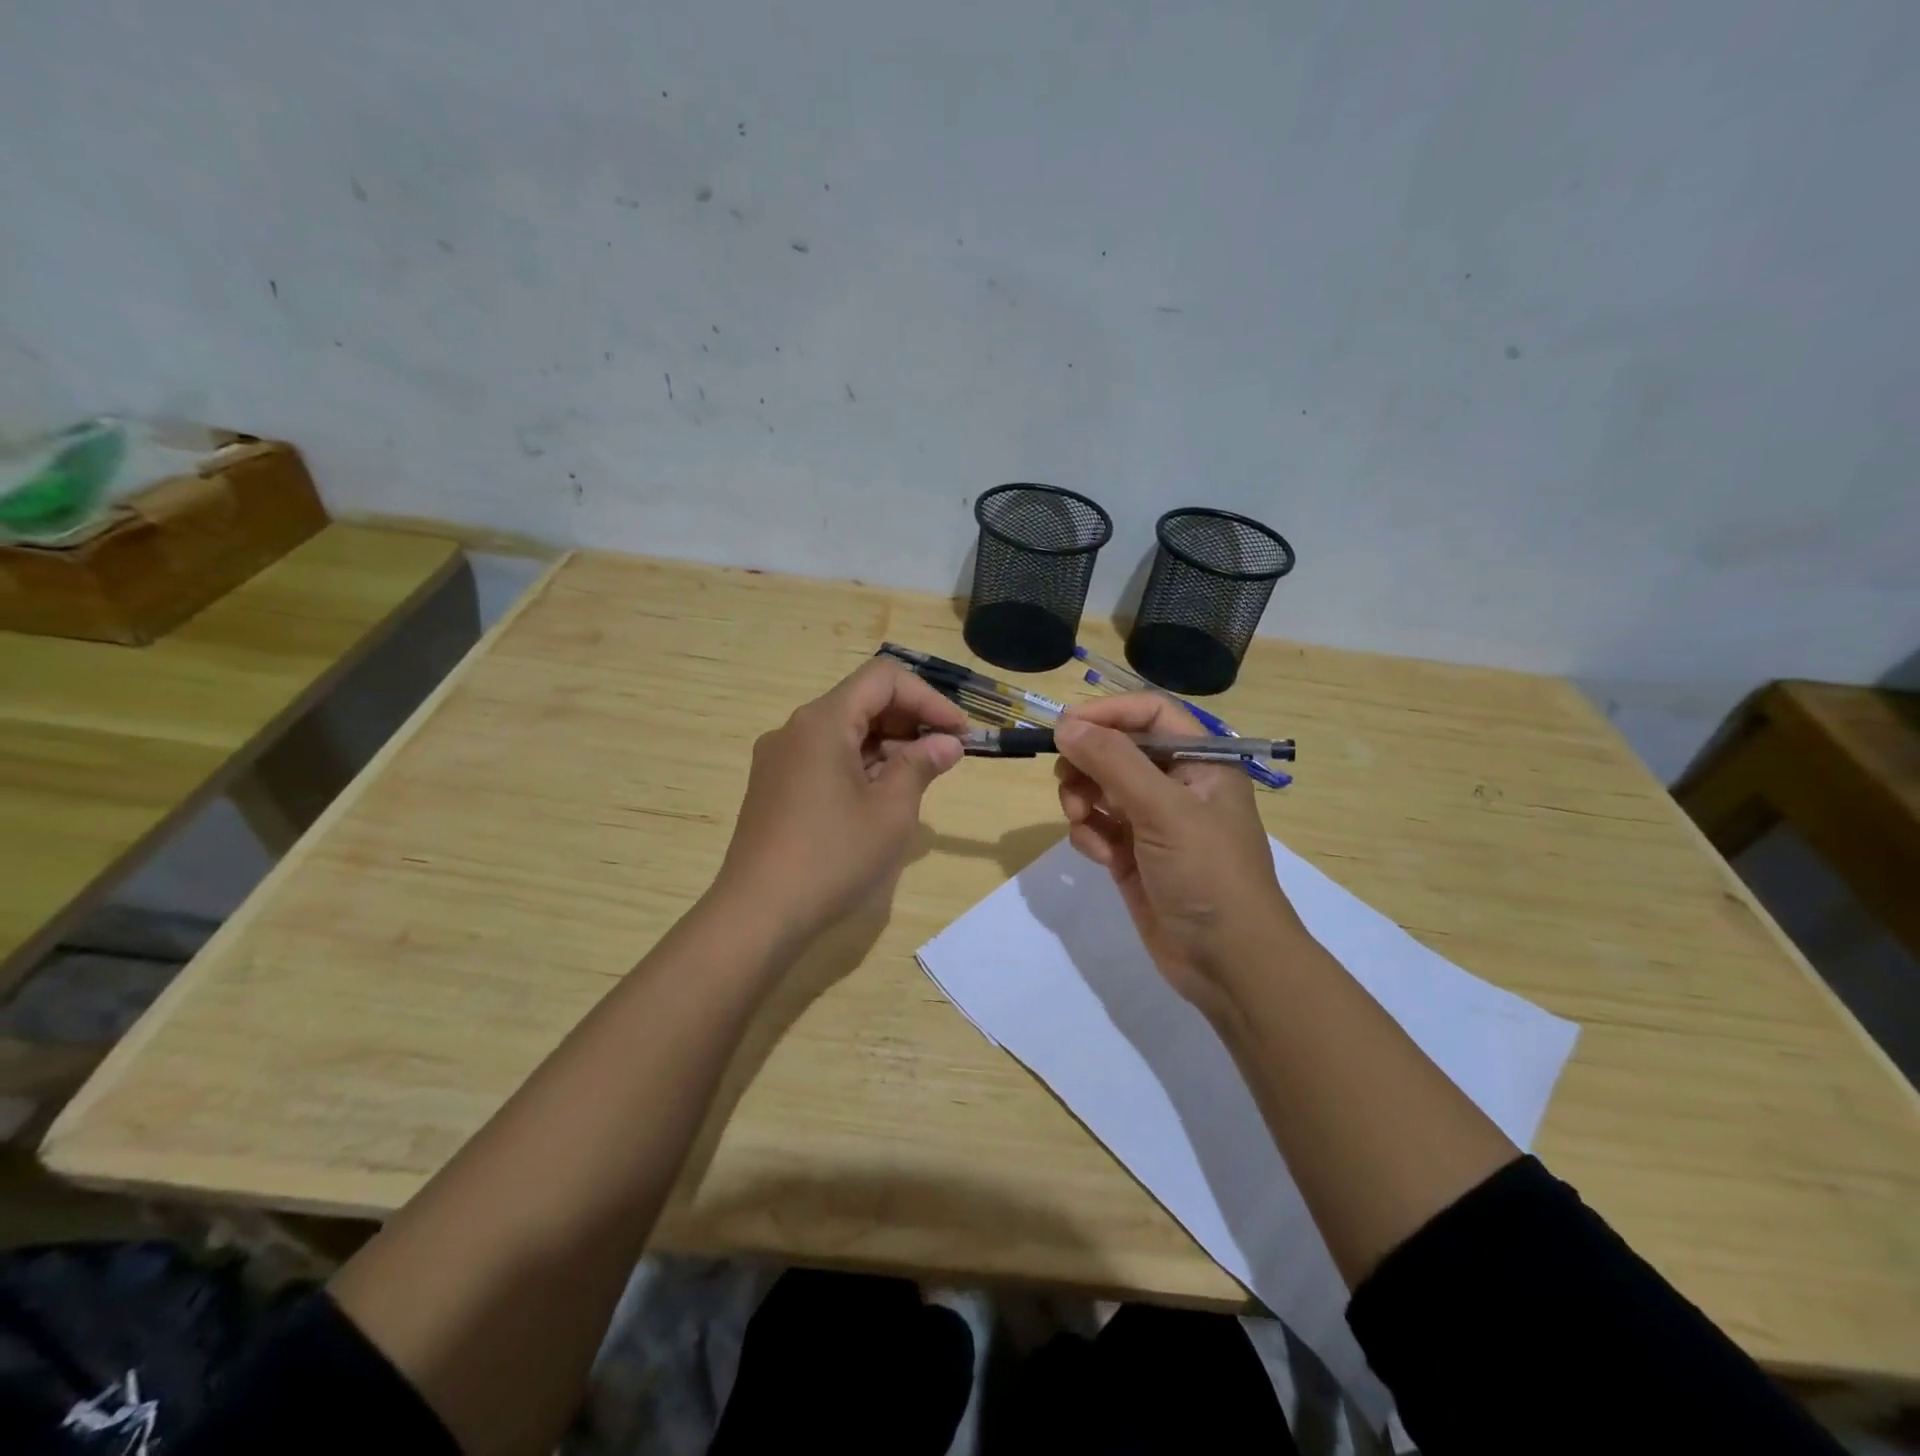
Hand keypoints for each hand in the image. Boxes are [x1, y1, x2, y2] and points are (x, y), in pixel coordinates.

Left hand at [713, 658, 967, 950]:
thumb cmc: (832, 857)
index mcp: (822, 722)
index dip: (928, 698)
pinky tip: (882, 796)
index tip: (959, 732)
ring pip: (844, 731)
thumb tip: (947, 743)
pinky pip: (825, 757)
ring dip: (888, 745)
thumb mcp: (891, 811)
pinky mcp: (774, 787)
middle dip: (910, 721)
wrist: (758, 914)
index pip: (883, 678)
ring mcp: (779, 759)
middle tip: (946, 755)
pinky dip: (860, 764)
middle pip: (861, 701)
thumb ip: (921, 766)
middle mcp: (795, 729)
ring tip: (921, 778)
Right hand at [1053, 694, 1307, 1019]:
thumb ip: (1113, 763)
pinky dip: (1090, 836)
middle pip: (1118, 750)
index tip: (1065, 727)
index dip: (1108, 713)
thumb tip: (1065, 725)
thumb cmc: (1208, 874)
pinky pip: (1098, 828)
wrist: (1229, 964)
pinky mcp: (1133, 857)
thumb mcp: (1164, 810)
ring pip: (1101, 789)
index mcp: (1201, 762)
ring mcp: (1153, 823)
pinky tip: (1100, 858)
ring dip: (1082, 799)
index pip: (1151, 714)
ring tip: (1081, 821)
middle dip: (1088, 763)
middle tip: (1067, 782)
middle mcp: (1177, 786)